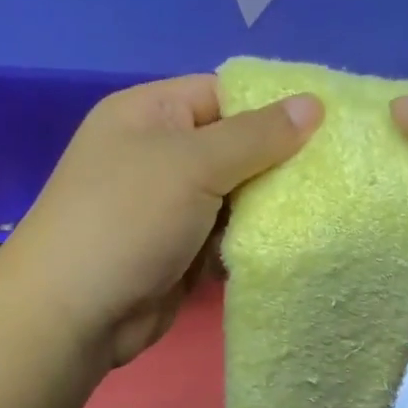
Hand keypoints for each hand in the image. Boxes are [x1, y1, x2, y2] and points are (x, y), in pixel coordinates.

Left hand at [0, 76, 320, 369]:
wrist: (74, 313)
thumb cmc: (127, 220)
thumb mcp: (192, 164)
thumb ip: (256, 136)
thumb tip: (313, 104)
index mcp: (149, 114)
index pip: (223, 93)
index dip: (272, 106)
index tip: (327, 126)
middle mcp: (157, 154)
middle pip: (233, 146)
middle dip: (277, 162)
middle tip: (334, 174)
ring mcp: (167, 206)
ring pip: (234, 196)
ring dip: (268, 207)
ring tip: (322, 211)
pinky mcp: (177, 251)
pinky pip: (224, 236)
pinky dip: (249, 241)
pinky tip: (287, 246)